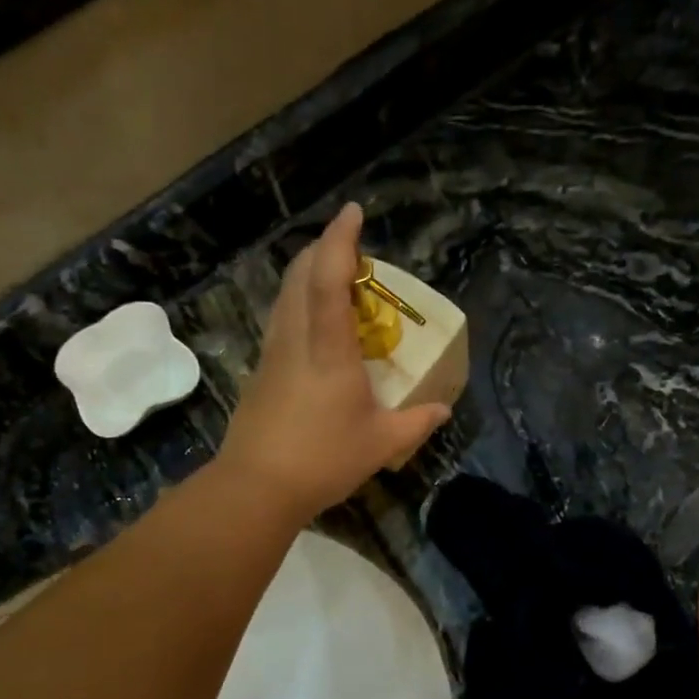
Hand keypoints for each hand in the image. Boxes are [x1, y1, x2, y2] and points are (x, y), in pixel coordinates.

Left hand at [218, 203, 450, 520]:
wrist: (256, 487)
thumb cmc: (322, 460)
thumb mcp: (380, 444)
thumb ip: (415, 422)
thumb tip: (442, 409)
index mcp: (328, 349)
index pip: (330, 278)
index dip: (341, 240)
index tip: (353, 212)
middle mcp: (295, 339)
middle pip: (300, 275)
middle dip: (323, 250)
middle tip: (351, 251)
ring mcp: (272, 354)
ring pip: (285, 296)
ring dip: (308, 275)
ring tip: (335, 281)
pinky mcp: (261, 372)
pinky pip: (281, 320)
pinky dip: (299, 304)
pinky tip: (314, 327)